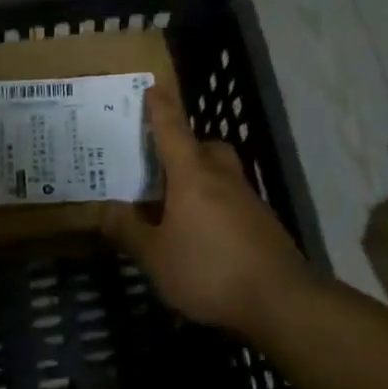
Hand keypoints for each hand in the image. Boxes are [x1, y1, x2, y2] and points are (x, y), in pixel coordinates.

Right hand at [100, 89, 311, 335]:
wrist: (281, 301)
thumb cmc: (209, 269)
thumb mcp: (155, 256)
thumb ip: (129, 231)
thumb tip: (106, 210)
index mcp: (192, 174)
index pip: (172, 129)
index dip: (160, 108)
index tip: (153, 87)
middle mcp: (222, 177)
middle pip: (205, 147)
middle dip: (186, 147)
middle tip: (164, 165)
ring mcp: (248, 199)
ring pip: (222, 174)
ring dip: (202, 179)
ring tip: (178, 206)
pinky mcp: (263, 224)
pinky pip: (233, 200)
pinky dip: (216, 206)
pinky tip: (204, 235)